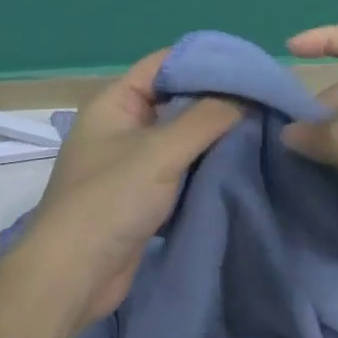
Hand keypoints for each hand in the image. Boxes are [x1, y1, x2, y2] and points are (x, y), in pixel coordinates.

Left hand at [24, 49, 243, 327]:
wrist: (74, 276)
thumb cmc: (110, 201)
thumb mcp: (161, 151)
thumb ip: (207, 118)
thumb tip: (248, 95)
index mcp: (115, 103)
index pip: (164, 65)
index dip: (205, 61)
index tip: (249, 68)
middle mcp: (122, 127)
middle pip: (176, 101)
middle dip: (217, 101)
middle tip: (264, 100)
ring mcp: (132, 163)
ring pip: (182, 138)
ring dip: (215, 136)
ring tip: (262, 129)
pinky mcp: (144, 196)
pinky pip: (181, 170)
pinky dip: (206, 166)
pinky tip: (240, 164)